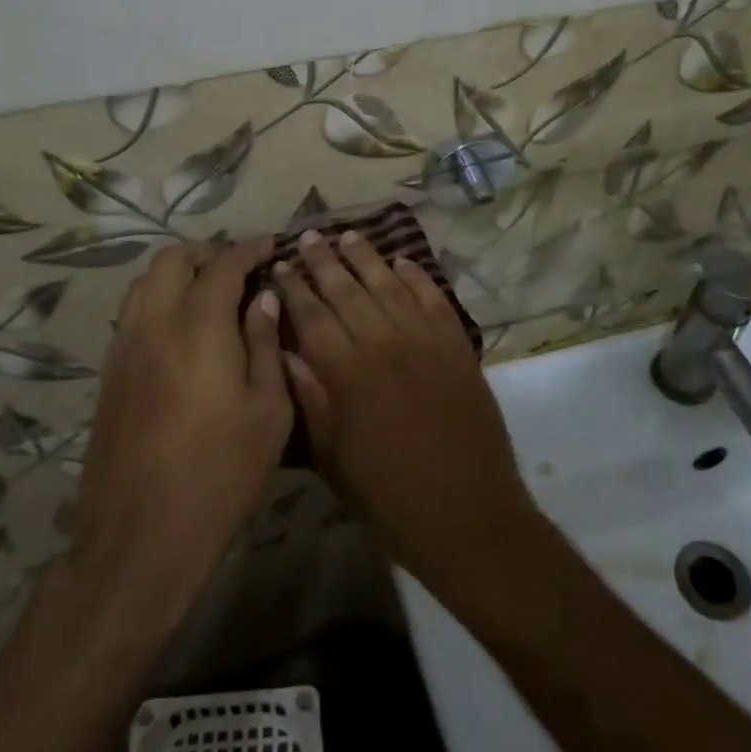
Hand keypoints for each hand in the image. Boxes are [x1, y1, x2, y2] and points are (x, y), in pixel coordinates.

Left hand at [71, 239, 289, 621]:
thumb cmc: (221, 472)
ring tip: (208, 289)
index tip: (269, 246)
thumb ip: (265, 345)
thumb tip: (263, 299)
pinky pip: (132, 312)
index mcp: (199, 327)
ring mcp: (124, 347)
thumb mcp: (268, 410)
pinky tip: (181, 327)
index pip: (223, 264)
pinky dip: (157, 299)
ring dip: (177, 272)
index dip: (248, 248)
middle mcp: (154, 323)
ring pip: (144, 282)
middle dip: (207, 251)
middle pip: (172, 259)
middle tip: (239, 266)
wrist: (142, 534)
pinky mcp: (108, 373)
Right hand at [275, 229, 544, 598]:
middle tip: (310, 235)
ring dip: (368, 259)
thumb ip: (309, 398)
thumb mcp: (333, 458)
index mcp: (347, 372)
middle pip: (349, 291)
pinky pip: (435, 300)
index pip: (313, 315)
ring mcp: (427, 341)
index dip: (295, 287)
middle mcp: (385, 344)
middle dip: (326, 261)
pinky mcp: (458, 347)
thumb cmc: (388, 497)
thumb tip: (285, 350)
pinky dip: (418, 278)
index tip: (282, 263)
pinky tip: (404, 262)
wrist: (468, 516)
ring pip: (390, 287)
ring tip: (349, 236)